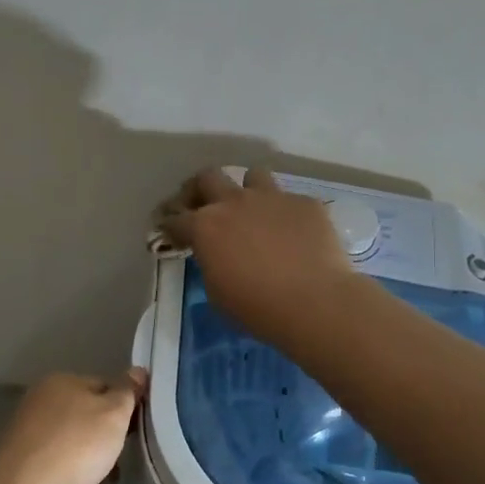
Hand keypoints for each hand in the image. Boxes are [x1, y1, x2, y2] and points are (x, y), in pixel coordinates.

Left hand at [0, 369, 144, 483]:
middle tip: (118, 452)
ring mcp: (24, 427)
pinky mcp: (16, 456)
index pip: (103, 384)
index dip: (122, 405)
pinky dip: (66, 464)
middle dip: (102, 430)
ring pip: (67, 434)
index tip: (133, 428)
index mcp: (62, 380)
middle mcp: (39, 397)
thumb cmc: (76, 444)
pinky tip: (74, 482)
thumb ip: (127, 392)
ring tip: (99, 473)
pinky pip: (52, 454)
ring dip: (84, 449)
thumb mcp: (114, 414)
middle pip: (83, 409)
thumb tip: (138, 370)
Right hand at [155, 168, 361, 347]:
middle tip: (203, 206)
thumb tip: (217, 256)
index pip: (175, 218)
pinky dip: (286, 215)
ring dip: (248, 191)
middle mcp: (234, 202)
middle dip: (201, 189)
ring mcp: (272, 198)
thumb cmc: (258, 308)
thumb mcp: (218, 293)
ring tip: (254, 211)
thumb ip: (211, 264)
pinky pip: (290, 201)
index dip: (169, 225)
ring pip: (253, 176)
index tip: (170, 232)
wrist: (315, 302)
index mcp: (205, 226)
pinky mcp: (305, 203)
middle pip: (208, 177)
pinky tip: (295, 235)